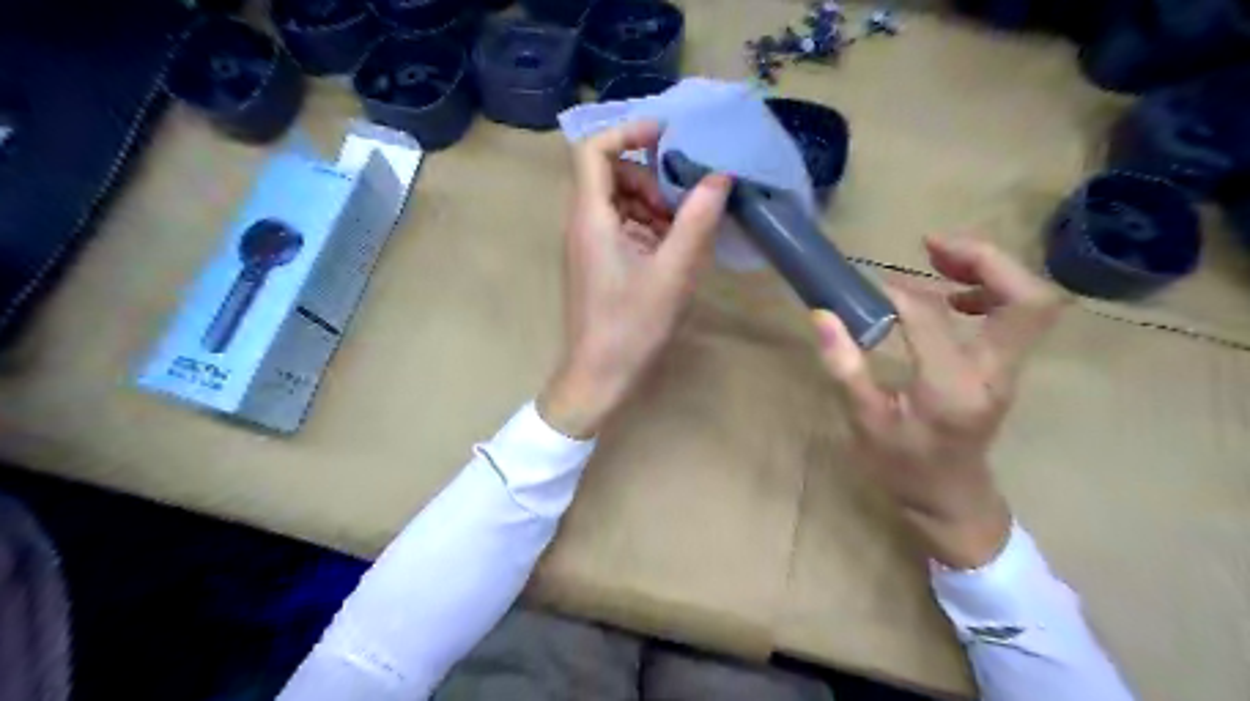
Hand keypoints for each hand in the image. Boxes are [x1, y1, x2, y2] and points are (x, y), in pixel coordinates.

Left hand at [537, 119, 734, 436]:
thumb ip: (697, 221)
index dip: (627, 131)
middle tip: (683, 207)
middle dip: (651, 179)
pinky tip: (675, 254)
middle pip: (612, 173)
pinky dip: (650, 229)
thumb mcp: (673, 273)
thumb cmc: (631, 327)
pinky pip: (623, 227)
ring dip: (655, 206)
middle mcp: (583, 223)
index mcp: (591, 217)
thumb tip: (719, 177)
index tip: (668, 137)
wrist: (598, 376)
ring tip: (685, 234)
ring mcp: (589, 244)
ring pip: (621, 201)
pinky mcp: (599, 262)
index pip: (593, 149)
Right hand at [822, 238, 1062, 566]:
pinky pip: (1017, 315)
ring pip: (1031, 302)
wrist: (950, 499)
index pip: (932, 318)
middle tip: (931, 245)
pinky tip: (951, 293)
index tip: (867, 288)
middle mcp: (993, 373)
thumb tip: (823, 314)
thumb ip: (846, 367)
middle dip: (985, 260)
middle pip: (1027, 300)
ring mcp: (1007, 369)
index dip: (899, 294)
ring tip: (938, 257)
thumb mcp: (865, 422)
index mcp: (952, 389)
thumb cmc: (903, 467)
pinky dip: (990, 289)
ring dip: (990, 269)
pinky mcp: (1005, 366)